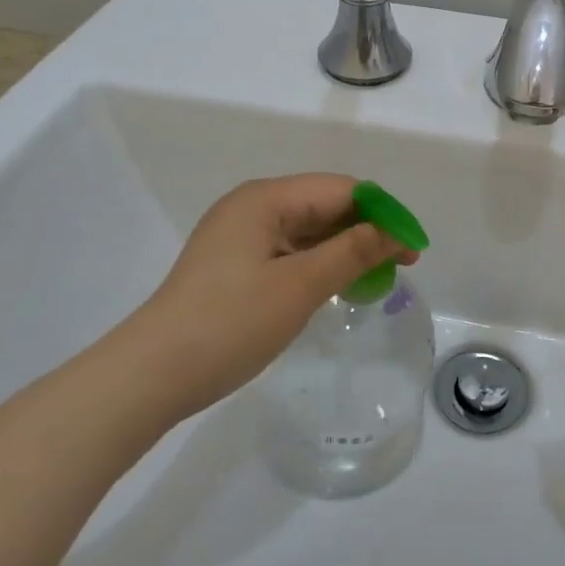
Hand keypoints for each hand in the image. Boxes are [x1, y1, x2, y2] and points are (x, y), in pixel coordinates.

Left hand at [131, 174, 416, 425]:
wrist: (151, 376)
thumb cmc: (230, 323)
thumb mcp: (300, 286)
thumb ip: (353, 252)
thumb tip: (396, 232)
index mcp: (265, 198)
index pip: (340, 189)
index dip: (382, 212)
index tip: (413, 245)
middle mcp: (252, 207)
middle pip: (324, 206)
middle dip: (366, 230)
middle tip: (402, 264)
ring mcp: (240, 236)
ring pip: (307, 230)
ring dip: (344, 249)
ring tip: (377, 277)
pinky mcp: (234, 264)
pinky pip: (289, 251)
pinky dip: (318, 264)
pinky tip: (338, 285)